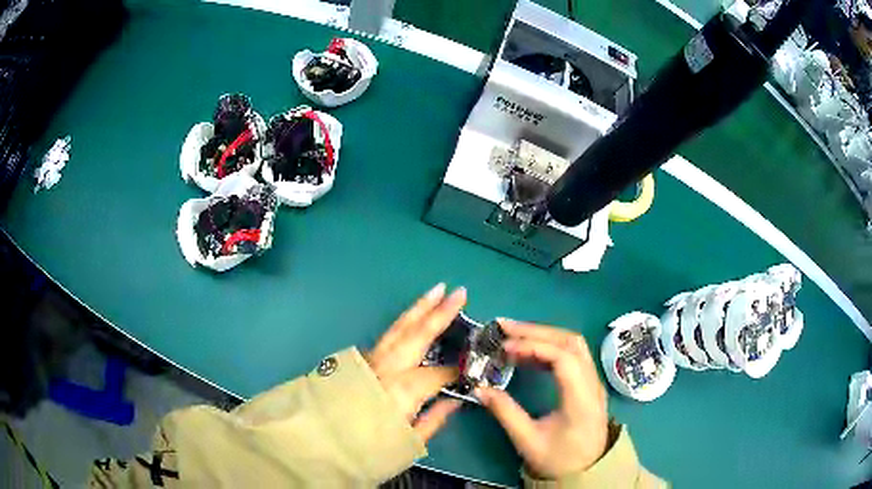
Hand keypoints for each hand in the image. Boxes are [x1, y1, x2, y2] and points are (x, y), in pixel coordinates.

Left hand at [367, 283, 466, 442]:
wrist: (320, 442)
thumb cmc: (366, 447)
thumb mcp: (406, 442)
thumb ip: (433, 419)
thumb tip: (455, 401)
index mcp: (401, 391)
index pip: (439, 373)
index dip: (458, 371)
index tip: (473, 369)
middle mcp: (386, 369)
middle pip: (417, 335)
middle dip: (440, 312)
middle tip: (460, 292)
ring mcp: (370, 361)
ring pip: (399, 328)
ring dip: (419, 308)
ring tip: (437, 289)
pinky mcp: (361, 360)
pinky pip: (388, 336)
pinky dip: (404, 322)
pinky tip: (413, 316)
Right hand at [475, 319, 608, 478]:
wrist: (586, 470)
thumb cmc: (558, 459)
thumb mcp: (528, 441)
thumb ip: (505, 413)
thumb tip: (479, 389)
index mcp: (581, 399)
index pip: (564, 358)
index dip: (534, 346)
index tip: (505, 348)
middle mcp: (592, 383)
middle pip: (570, 343)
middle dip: (536, 331)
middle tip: (504, 328)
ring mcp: (594, 381)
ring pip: (573, 344)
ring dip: (543, 335)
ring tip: (513, 335)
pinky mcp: (589, 383)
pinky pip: (572, 354)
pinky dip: (549, 347)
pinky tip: (528, 353)